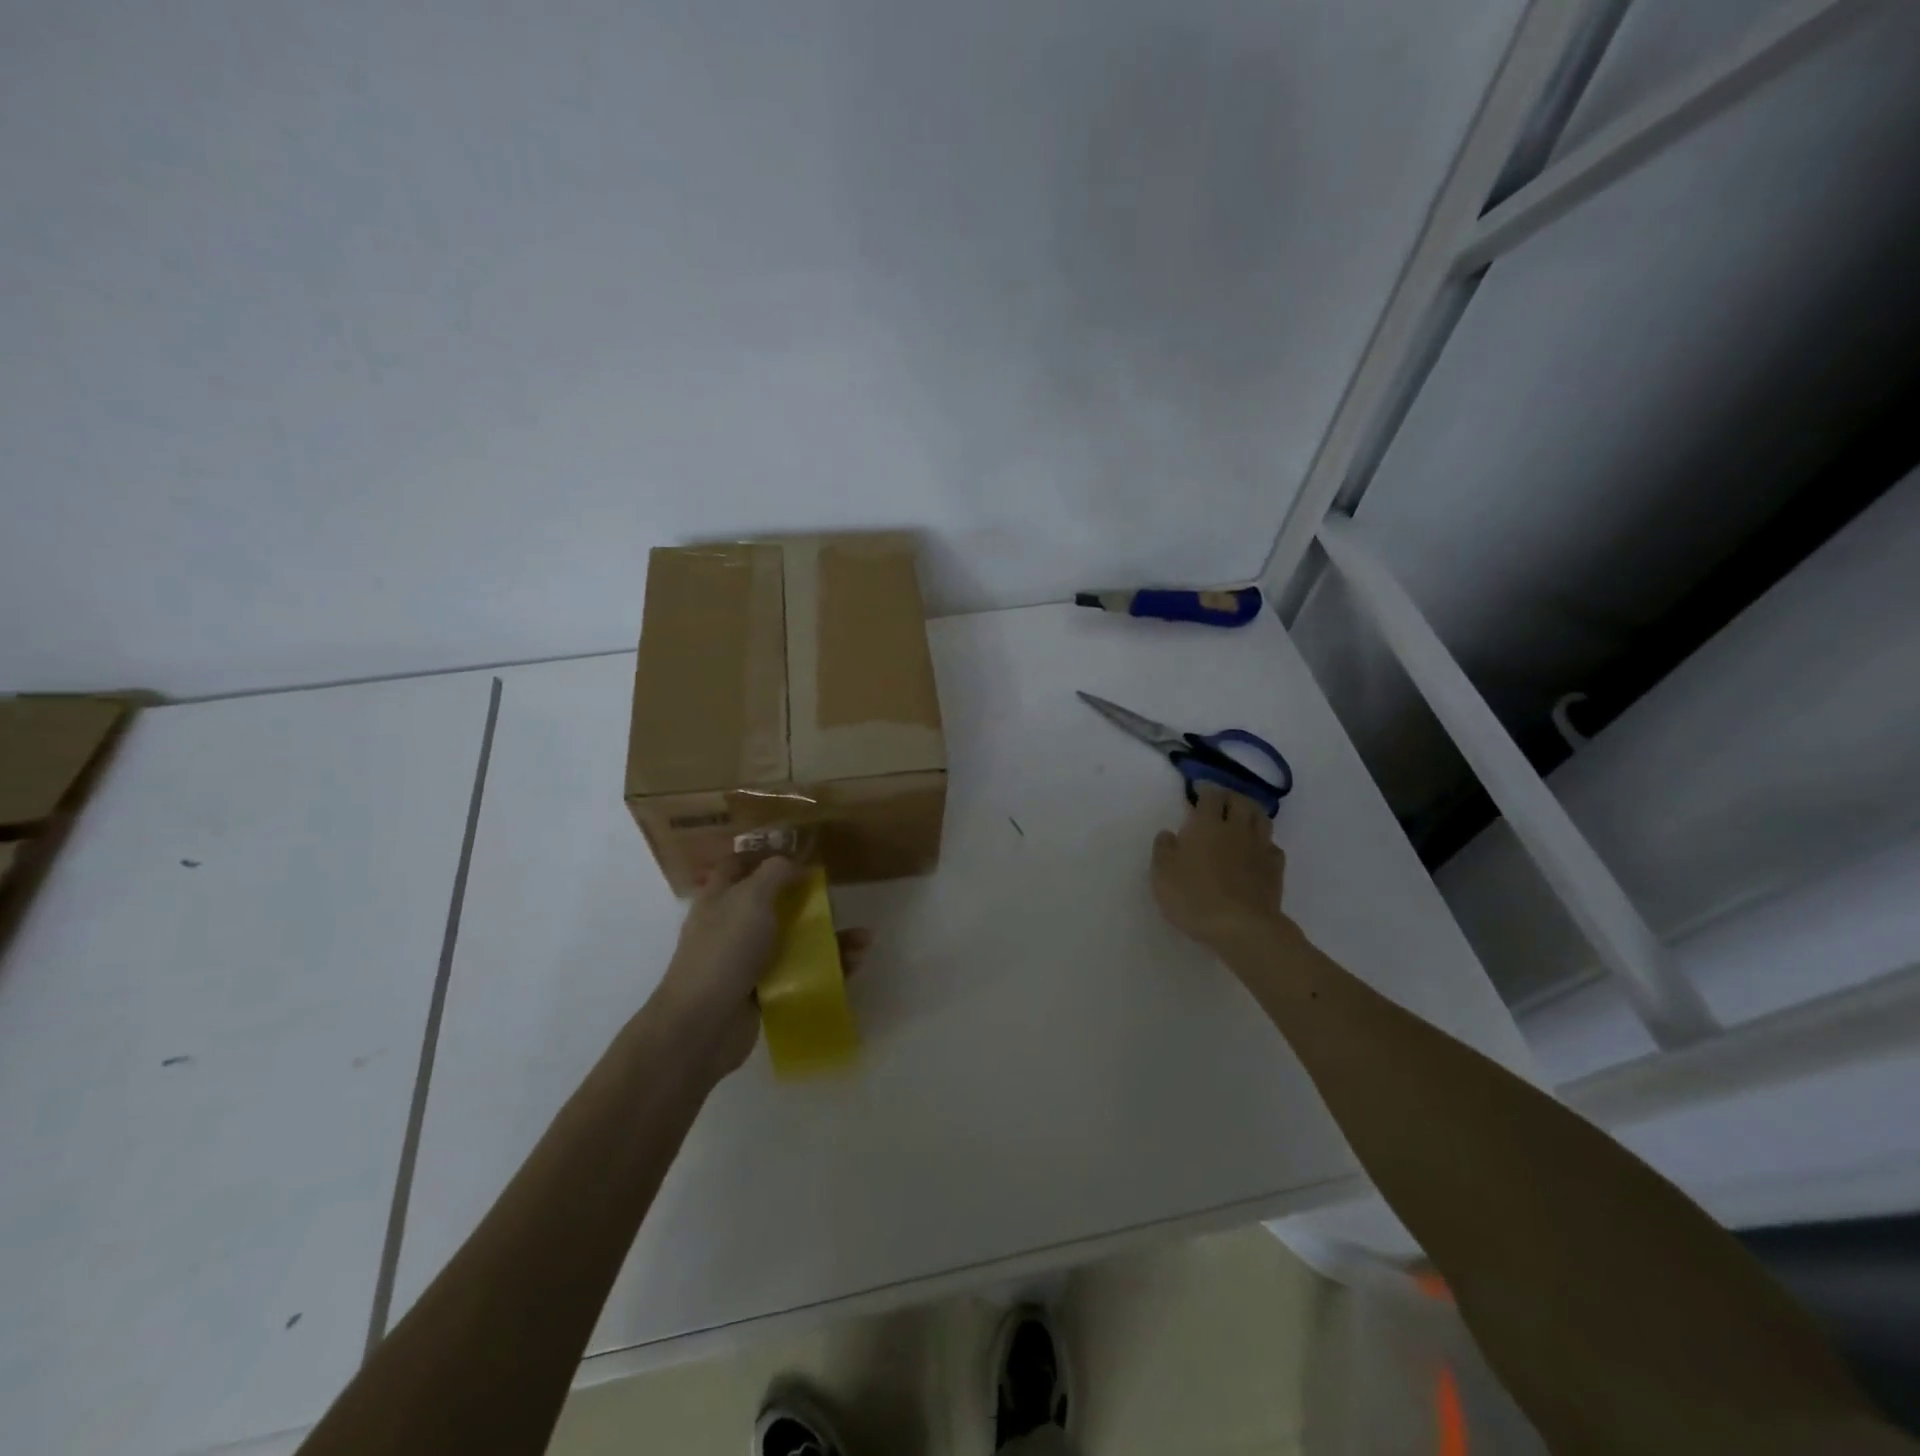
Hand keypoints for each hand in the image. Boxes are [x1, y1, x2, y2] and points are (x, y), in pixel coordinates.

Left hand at [650, 855, 869, 1082]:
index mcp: (719, 899)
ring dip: (828, 938)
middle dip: (809, 902)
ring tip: (862, 939)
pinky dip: (826, 968)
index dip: (763, 857)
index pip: (736, 867)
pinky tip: (854, 964)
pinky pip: (800, 974)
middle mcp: (731, 927)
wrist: (702, 1026)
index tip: (798, 856)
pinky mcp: (763, 992)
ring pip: (793, 941)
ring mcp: (747, 962)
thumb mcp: (751, 898)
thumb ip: (775, 873)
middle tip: (838, 902)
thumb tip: (794, 864)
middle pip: (774, 905)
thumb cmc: (725, 951)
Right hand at [1151, 784, 1288, 953]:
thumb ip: (1163, 848)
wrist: (1241, 927)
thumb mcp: (1162, 873)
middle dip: (1230, 796)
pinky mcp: (1275, 869)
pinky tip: (1257, 850)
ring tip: (1242, 817)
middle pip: (1240, 801)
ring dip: (1251, 812)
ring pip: (1261, 818)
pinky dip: (1264, 842)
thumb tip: (1169, 833)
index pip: (1211, 796)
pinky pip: (1272, 846)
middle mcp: (1236, 829)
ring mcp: (1259, 848)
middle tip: (1220, 801)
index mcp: (1207, 825)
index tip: (1199, 790)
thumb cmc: (1194, 897)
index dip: (1205, 789)